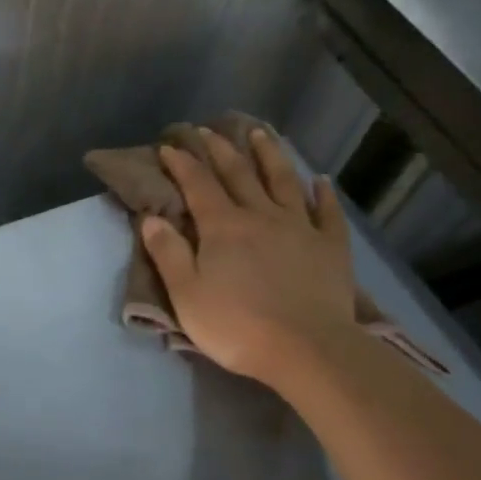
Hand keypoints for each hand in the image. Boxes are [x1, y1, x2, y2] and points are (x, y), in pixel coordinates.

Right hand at [142, 127, 356, 383]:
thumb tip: (151, 217)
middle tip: (208, 129)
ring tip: (260, 133)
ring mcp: (300, 228)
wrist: (308, 350)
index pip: (198, 185)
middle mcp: (260, 216)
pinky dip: (323, 194)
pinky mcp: (330, 247)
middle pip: (238, 174)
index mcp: (223, 226)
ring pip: (283, 181)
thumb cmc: (237, 326)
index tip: (169, 146)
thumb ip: (168, 253)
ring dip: (269, 155)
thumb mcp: (187, 295)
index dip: (182, 163)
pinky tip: (321, 180)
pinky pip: (328, 213)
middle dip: (220, 149)